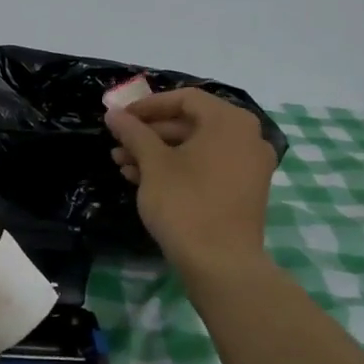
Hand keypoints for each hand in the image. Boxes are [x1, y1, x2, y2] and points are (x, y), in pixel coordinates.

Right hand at [107, 88, 276, 278]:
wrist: (221, 264)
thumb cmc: (185, 204)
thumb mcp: (153, 164)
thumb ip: (134, 133)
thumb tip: (113, 113)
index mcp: (229, 122)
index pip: (184, 98)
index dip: (148, 106)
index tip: (120, 118)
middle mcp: (247, 136)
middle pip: (191, 123)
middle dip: (150, 134)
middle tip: (118, 145)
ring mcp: (250, 165)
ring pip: (197, 147)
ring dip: (159, 153)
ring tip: (123, 165)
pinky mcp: (245, 190)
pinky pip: (209, 166)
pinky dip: (179, 168)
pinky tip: (144, 180)